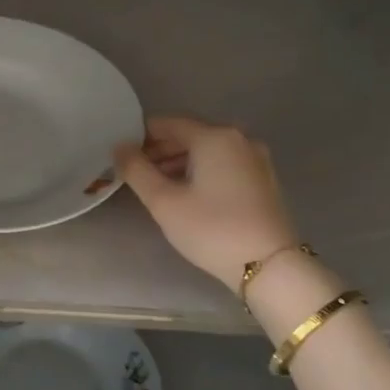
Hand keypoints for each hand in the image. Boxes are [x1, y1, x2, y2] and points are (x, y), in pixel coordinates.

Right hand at [114, 116, 298, 287]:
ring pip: (207, 150)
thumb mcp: (163, 201)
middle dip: (160, 150)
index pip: (167, 123)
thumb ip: (136, 169)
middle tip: (136, 173)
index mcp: (214, 136)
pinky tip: (188, 193)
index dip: (140, 136)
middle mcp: (238, 138)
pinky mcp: (263, 178)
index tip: (122, 156)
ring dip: (179, 162)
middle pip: (189, 134)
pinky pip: (223, 163)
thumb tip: (120, 147)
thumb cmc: (211, 228)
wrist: (270, 266)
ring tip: (158, 186)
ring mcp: (255, 158)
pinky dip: (201, 170)